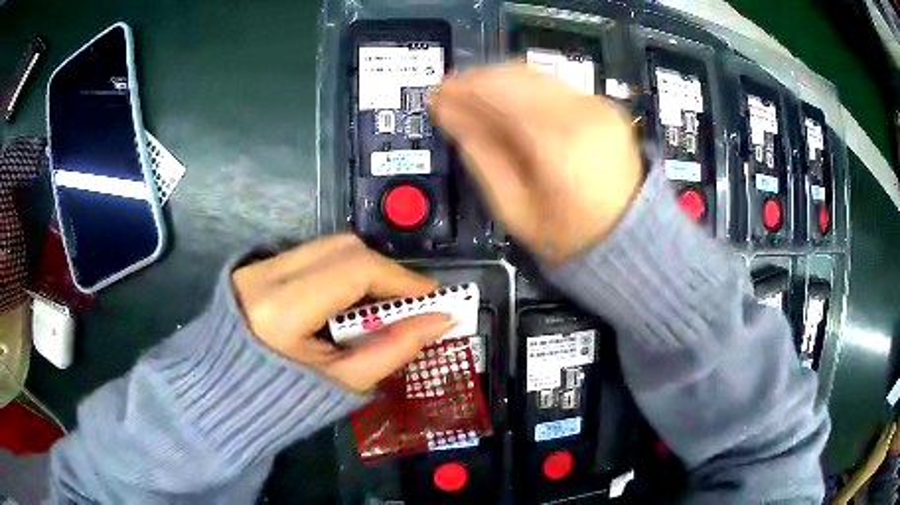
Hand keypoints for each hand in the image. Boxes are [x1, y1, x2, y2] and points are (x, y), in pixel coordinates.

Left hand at [232, 234, 454, 392]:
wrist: (229, 395)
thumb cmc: (285, 400)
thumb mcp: (343, 381)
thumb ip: (394, 349)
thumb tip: (440, 321)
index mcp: (280, 311)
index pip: (354, 270)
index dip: (400, 279)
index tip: (433, 298)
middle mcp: (265, 274)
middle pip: (343, 247)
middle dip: (385, 271)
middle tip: (410, 302)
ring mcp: (257, 266)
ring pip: (328, 247)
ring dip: (365, 269)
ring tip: (383, 302)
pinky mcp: (257, 265)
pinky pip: (312, 255)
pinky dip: (341, 270)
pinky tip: (350, 299)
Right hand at [431, 64, 642, 264]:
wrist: (627, 238)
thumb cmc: (568, 234)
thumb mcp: (514, 206)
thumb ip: (480, 152)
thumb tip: (449, 112)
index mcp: (559, 143)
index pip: (499, 94)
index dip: (462, 89)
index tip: (436, 94)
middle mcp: (582, 113)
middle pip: (517, 76)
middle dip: (476, 78)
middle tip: (449, 91)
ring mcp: (598, 106)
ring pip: (535, 74)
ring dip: (498, 78)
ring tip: (472, 92)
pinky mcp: (603, 106)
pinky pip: (554, 84)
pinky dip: (524, 84)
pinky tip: (505, 96)